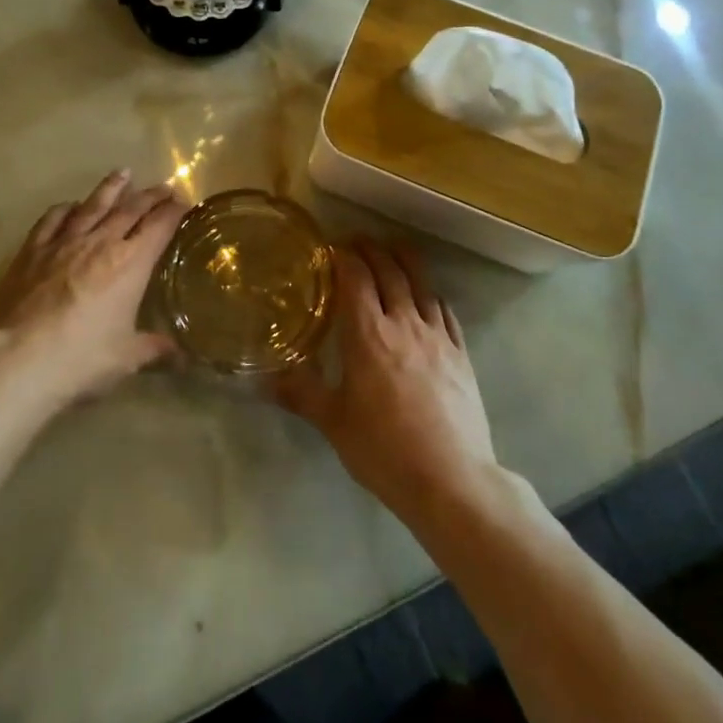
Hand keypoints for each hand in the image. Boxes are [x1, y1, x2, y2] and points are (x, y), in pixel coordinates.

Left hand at [0, 169, 188, 403]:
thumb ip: (154, 349)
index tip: (183, 203)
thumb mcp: (126, 358)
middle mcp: (101, 242)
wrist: (18, 358)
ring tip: (123, 173)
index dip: (173, 212)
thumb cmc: (81, 358)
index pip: (159, 226)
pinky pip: (53, 219)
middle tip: (163, 187)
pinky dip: (65, 208)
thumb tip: (182, 356)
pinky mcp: (32, 249)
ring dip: (110, 188)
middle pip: (130, 209)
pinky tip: (70, 205)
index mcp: (131, 263)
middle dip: (150, 196)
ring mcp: (64, 242)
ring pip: (93, 205)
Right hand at [275, 241, 498, 526]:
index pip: (355, 276)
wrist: (452, 481)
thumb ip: (299, 393)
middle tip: (355, 241)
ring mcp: (438, 336)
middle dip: (371, 249)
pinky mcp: (461, 354)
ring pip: (421, 282)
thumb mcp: (333, 422)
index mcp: (368, 333)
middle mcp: (403, 323)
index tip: (329, 248)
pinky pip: (445, 310)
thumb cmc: (384, 449)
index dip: (342, 255)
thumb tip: (261, 379)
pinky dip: (430, 293)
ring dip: (403, 260)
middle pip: (389, 269)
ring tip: (391, 250)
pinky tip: (426, 296)